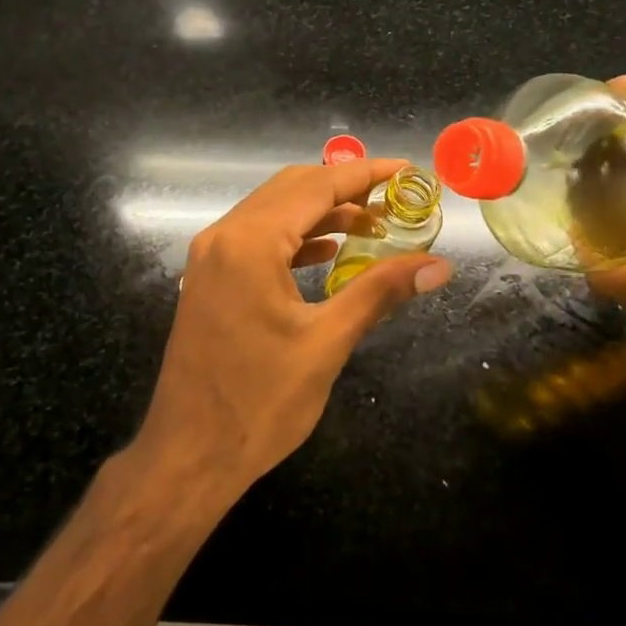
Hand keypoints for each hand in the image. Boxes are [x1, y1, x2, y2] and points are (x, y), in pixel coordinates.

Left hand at [136, 159, 450, 493]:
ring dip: (320, 212)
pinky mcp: (209, 278)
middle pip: (291, 189)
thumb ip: (380, 292)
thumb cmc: (259, 403)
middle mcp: (224, 236)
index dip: (365, 175)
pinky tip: (328, 252)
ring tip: (371, 224)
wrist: (188, 455)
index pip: (316, 187)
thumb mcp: (327, 343)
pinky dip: (295, 237)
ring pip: (273, 211)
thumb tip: (437, 266)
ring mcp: (210, 257)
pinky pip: (257, 238)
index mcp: (250, 242)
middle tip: (394, 199)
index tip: (406, 170)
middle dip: (344, 188)